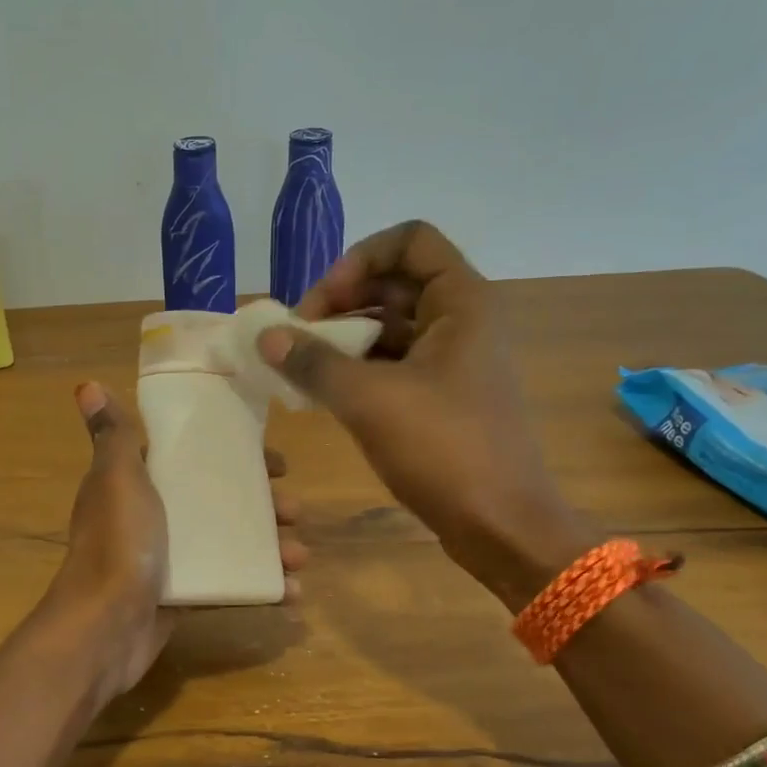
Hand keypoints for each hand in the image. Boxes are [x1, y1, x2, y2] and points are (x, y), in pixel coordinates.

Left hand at [47, 382, 306, 699]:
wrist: (104, 626)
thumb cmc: (118, 542)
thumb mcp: (117, 478)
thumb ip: (112, 435)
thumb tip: (87, 385)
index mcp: (137, 482)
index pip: (191, 457)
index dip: (234, 455)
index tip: (275, 463)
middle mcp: (152, 516)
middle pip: (216, 500)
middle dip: (261, 505)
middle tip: (295, 511)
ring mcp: (167, 558)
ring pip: (227, 542)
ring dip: (268, 546)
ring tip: (300, 556)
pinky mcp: (181, 595)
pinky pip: (227, 582)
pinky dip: (258, 586)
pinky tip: (289, 592)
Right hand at [256, 221, 584, 600]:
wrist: (501, 526)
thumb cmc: (444, 450)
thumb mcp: (369, 400)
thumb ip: (312, 362)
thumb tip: (265, 335)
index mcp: (461, 302)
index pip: (409, 240)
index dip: (359, 260)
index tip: (322, 304)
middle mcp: (461, 321)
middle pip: (394, 282)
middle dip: (341, 301)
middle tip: (298, 338)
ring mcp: (453, 361)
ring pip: (391, 325)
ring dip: (344, 338)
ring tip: (302, 368)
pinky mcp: (443, 397)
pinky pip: (394, 363)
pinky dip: (358, 369)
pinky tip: (323, 393)